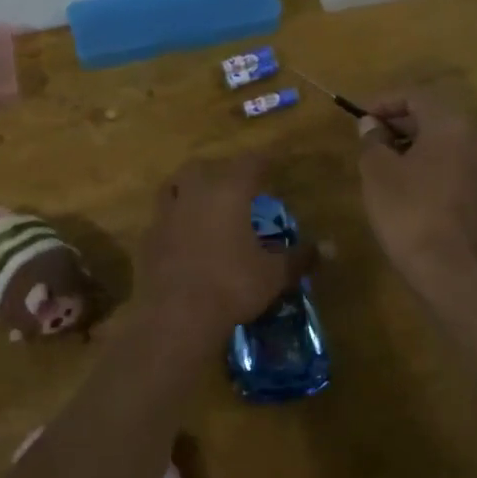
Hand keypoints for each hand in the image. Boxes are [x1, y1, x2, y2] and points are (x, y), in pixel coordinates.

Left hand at [137, 154, 312, 334]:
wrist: (176, 316)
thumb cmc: (232, 286)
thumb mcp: (273, 274)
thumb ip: (299, 257)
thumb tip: (329, 248)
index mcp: (228, 192)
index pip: (249, 163)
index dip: (262, 162)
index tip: (271, 164)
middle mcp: (194, 193)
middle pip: (203, 167)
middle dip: (219, 171)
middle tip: (234, 185)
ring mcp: (166, 213)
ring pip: (174, 186)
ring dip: (189, 188)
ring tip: (203, 203)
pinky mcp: (148, 238)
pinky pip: (162, 217)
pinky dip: (174, 219)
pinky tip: (183, 236)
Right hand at [356, 89, 476, 286]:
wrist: (445, 267)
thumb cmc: (407, 210)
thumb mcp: (377, 170)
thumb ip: (372, 139)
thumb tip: (370, 125)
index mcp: (449, 125)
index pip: (415, 96)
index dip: (383, 102)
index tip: (359, 118)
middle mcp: (472, 138)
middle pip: (432, 116)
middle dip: (397, 123)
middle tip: (368, 137)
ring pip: (441, 141)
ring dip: (411, 143)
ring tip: (380, 159)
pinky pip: (450, 162)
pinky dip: (426, 162)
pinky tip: (402, 182)